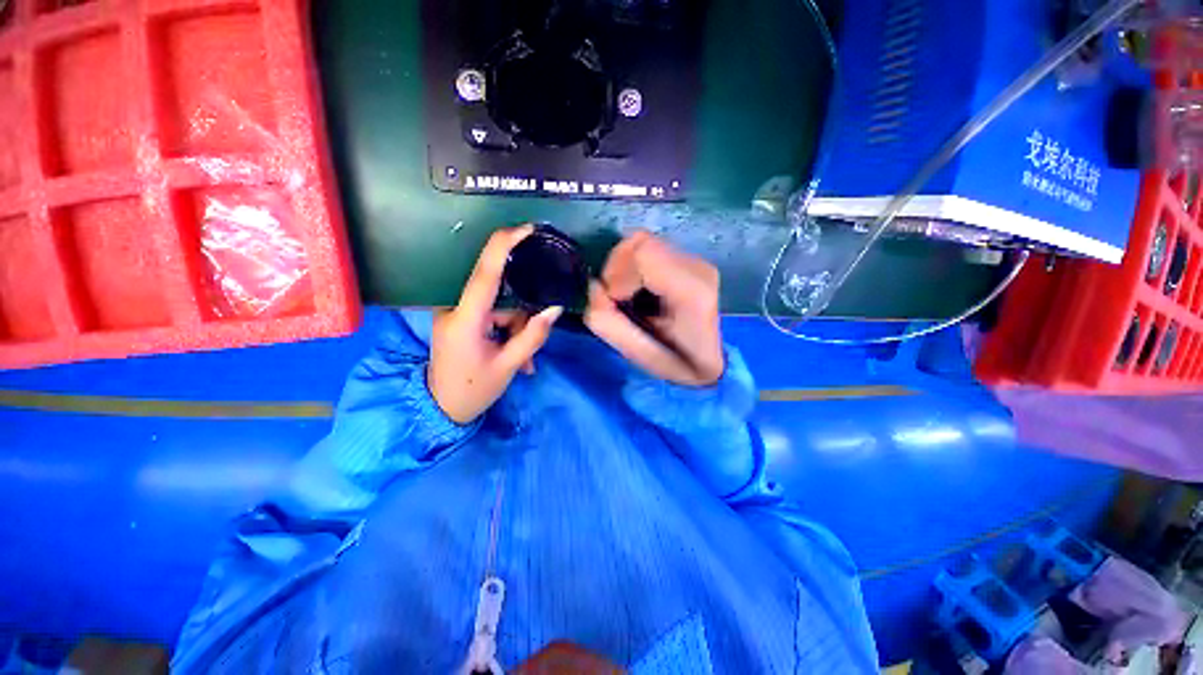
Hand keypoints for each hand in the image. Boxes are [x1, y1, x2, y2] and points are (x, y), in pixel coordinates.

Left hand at [429, 226, 563, 423]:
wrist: (441, 410)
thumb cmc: (472, 391)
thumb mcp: (508, 366)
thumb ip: (532, 336)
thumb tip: (555, 309)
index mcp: (464, 319)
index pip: (485, 273)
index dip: (503, 245)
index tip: (526, 228)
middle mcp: (456, 309)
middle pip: (500, 296)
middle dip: (522, 318)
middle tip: (531, 348)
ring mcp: (456, 314)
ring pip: (501, 309)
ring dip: (517, 330)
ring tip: (523, 363)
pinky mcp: (460, 320)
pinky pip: (493, 317)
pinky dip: (508, 332)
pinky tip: (514, 357)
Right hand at [585, 231, 723, 386]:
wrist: (713, 361)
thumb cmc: (677, 363)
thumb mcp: (637, 353)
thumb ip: (607, 321)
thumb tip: (592, 287)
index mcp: (690, 291)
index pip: (643, 252)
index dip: (617, 273)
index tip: (613, 300)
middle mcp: (697, 266)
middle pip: (640, 241)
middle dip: (616, 269)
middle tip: (616, 299)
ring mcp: (696, 260)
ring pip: (643, 242)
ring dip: (624, 268)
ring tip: (627, 295)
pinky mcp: (691, 260)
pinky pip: (650, 250)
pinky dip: (634, 267)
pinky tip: (640, 290)